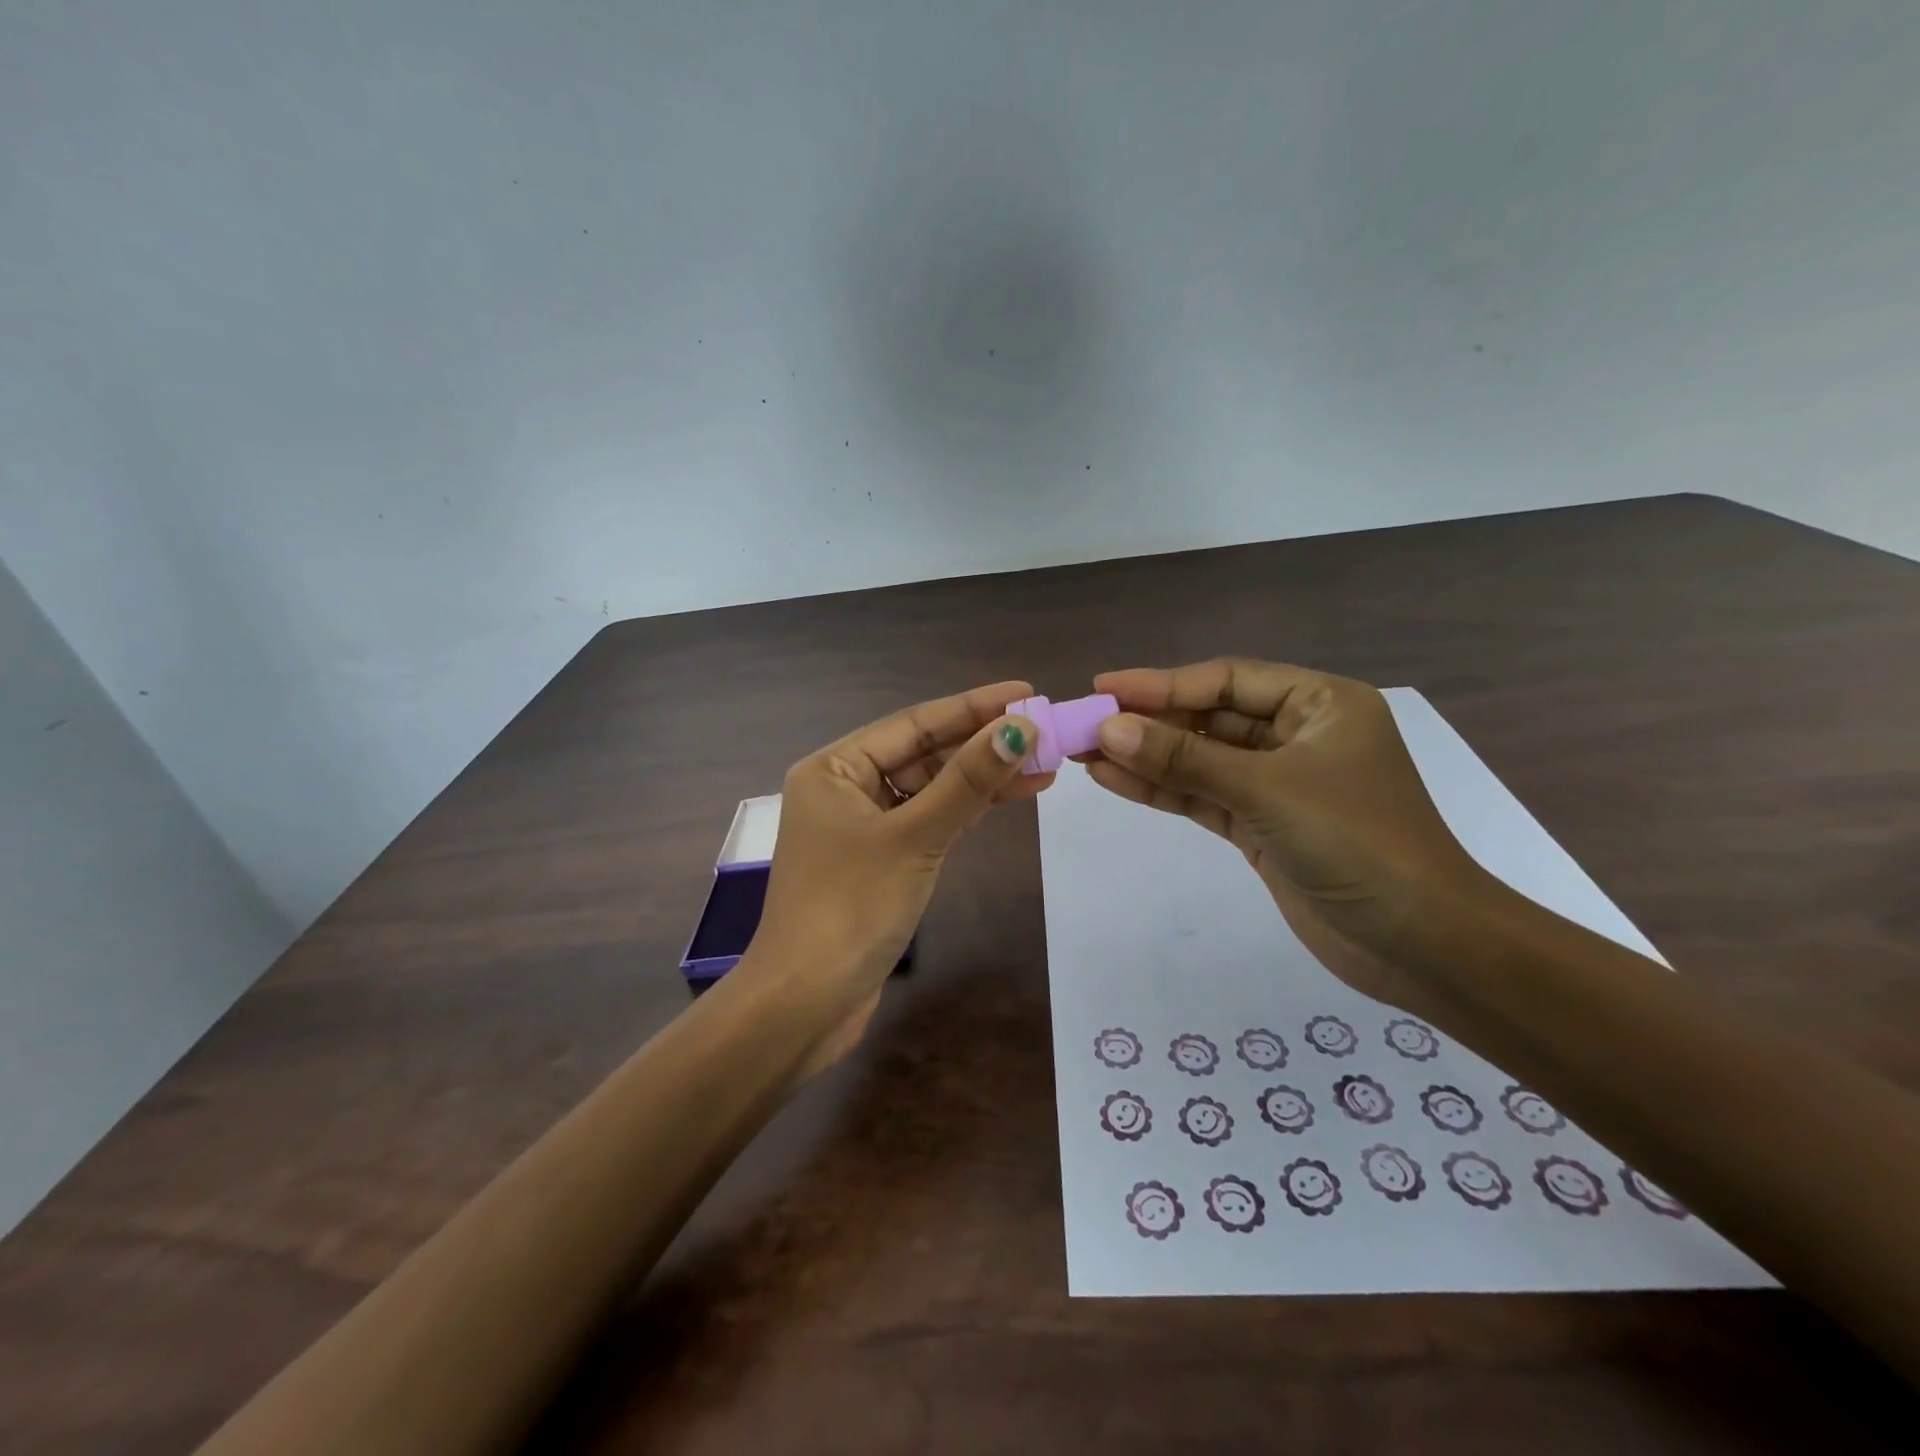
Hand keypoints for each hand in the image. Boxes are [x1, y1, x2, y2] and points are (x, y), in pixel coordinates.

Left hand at [746, 681, 1046, 1076]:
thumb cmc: (851, 907)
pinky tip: (1009, 797)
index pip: (915, 723)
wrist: (806, 1003)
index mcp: (835, 769)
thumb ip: (967, 782)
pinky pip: (929, 820)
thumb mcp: (914, 836)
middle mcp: (845, 789)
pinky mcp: (881, 861)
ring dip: (982, 778)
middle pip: (924, 753)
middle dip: (982, 743)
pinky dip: (966, 811)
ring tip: (1043, 764)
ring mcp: (863, 827)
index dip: (973, 707)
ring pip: (931, 789)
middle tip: (1044, 729)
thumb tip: (1018, 728)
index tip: (1026, 693)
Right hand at [1086, 659, 1488, 1012]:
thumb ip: (1186, 758)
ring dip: (1147, 757)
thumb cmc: (1357, 842)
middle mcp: (1298, 736)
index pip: (1226, 681)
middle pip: (1209, 719)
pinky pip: (1204, 797)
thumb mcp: (1267, 790)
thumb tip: (1109, 728)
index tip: (1104, 686)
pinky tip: (1114, 780)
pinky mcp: (1262, 826)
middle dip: (1148, 722)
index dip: (1162, 683)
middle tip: (1085, 723)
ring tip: (1085, 752)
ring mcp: (1278, 784)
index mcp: (1319, 704)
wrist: (1419, 943)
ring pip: (1201, 760)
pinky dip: (1163, 790)